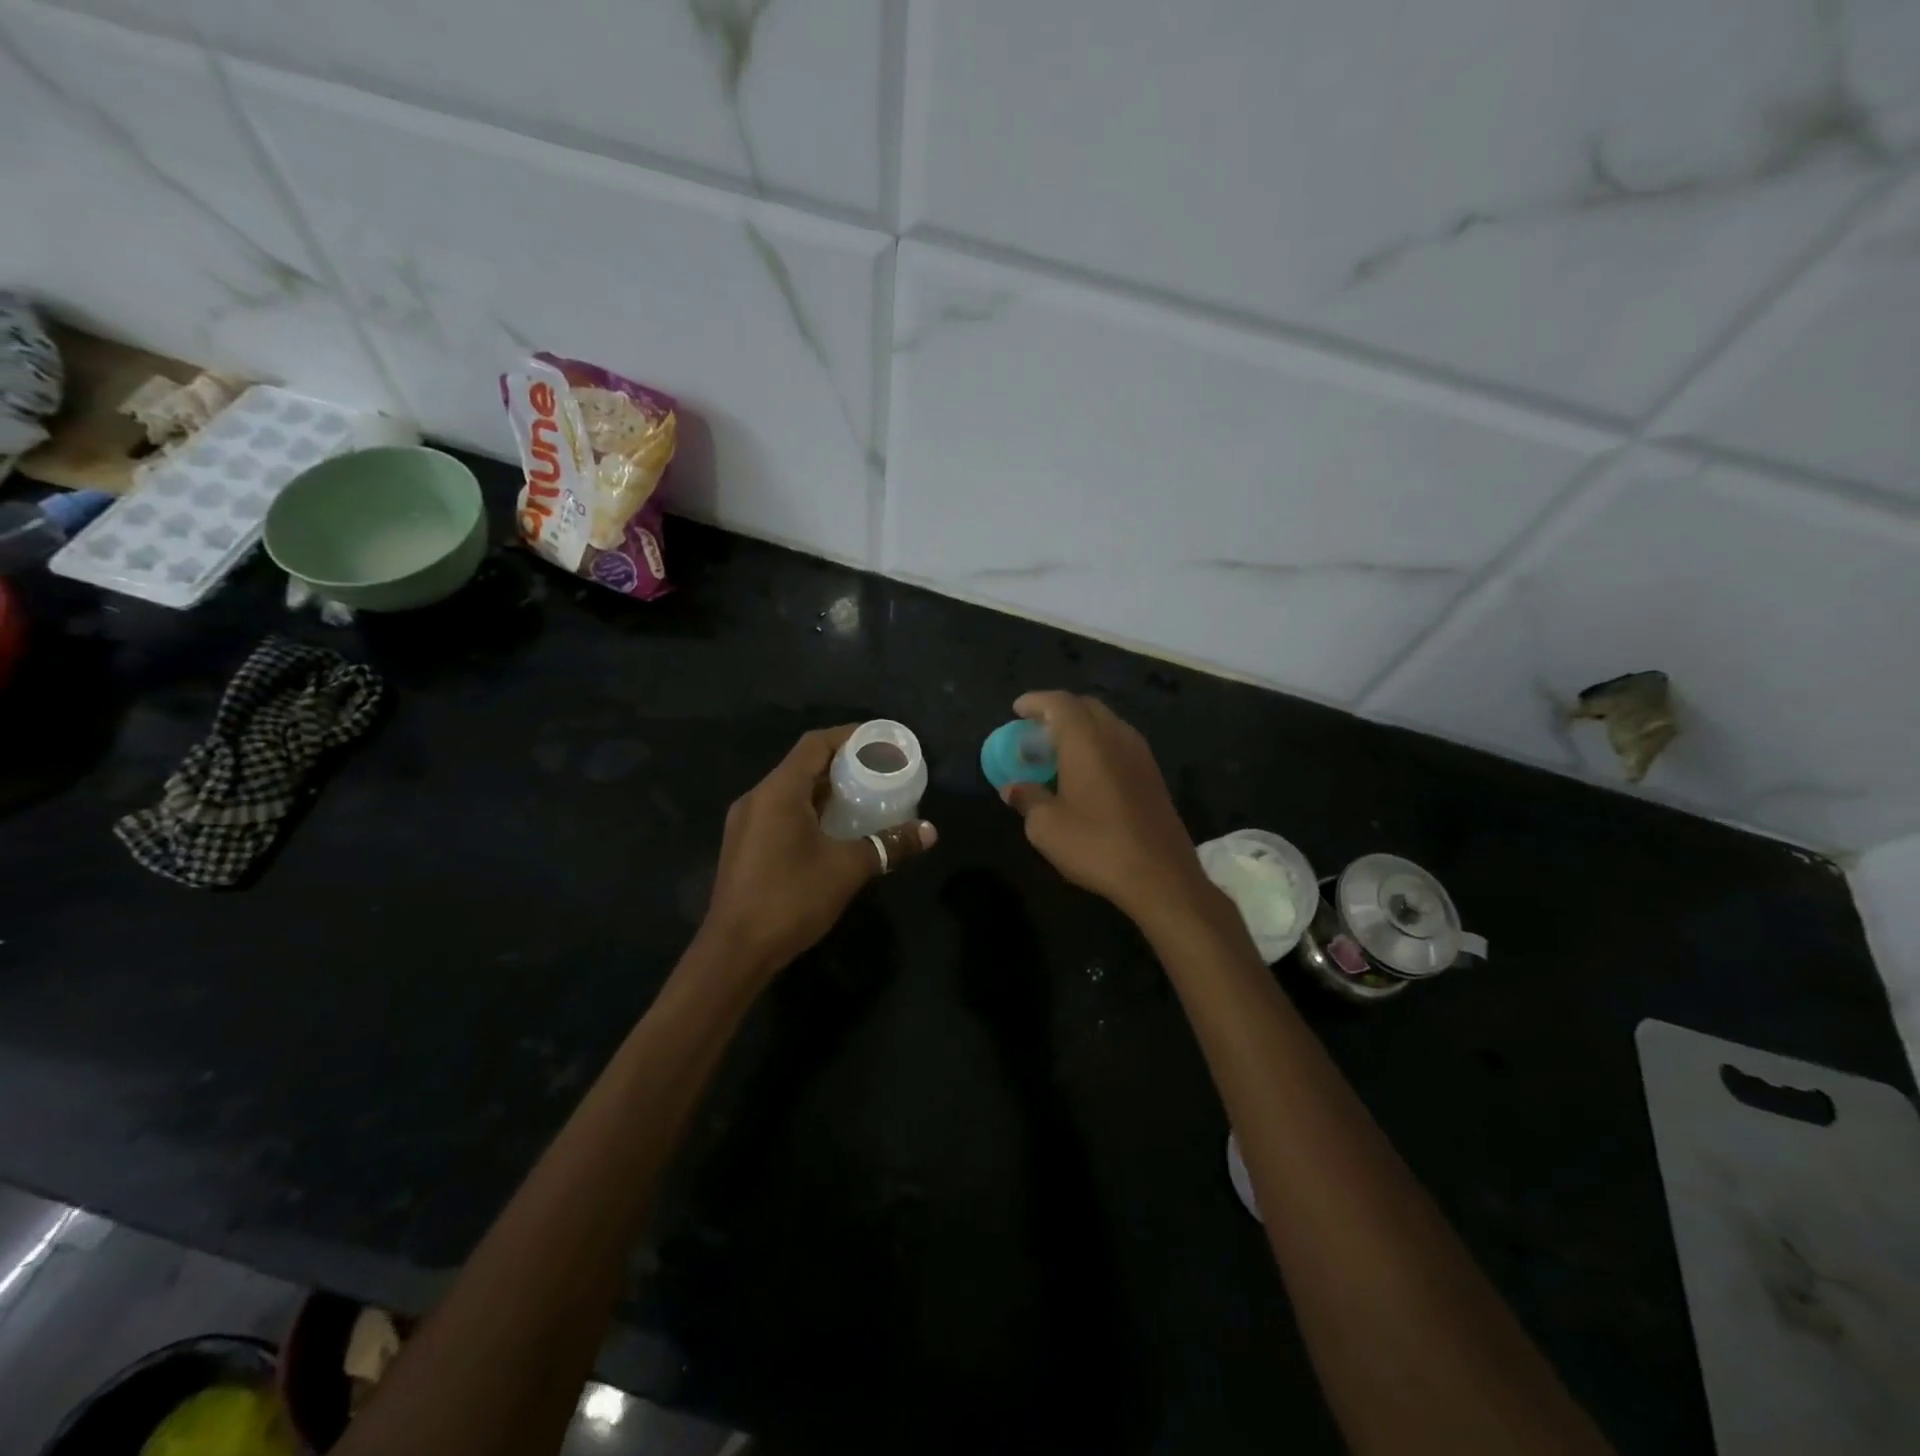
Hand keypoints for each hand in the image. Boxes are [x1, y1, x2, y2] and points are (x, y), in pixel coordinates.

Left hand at [698, 726, 936, 979]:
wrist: (735, 952)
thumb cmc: (790, 899)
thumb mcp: (847, 869)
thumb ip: (888, 845)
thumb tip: (929, 831)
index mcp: (778, 792)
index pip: (815, 744)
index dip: (848, 736)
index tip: (879, 742)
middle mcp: (757, 798)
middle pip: (802, 765)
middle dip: (841, 763)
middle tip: (878, 771)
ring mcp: (745, 823)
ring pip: (790, 791)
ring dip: (824, 789)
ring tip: (862, 797)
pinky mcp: (744, 846)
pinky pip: (780, 812)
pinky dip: (809, 810)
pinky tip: (832, 829)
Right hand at [1002, 692, 1222, 929]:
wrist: (1160, 876)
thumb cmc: (1096, 845)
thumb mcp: (1046, 827)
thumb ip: (1027, 798)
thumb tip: (1013, 788)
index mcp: (1087, 740)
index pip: (1059, 703)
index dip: (1035, 701)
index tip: (1017, 710)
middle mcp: (1117, 736)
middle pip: (1085, 706)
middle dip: (1058, 711)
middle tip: (1035, 729)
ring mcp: (1140, 754)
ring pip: (1106, 723)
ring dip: (1080, 727)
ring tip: (1058, 749)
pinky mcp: (1153, 774)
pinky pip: (1119, 742)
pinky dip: (1098, 744)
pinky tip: (1086, 770)